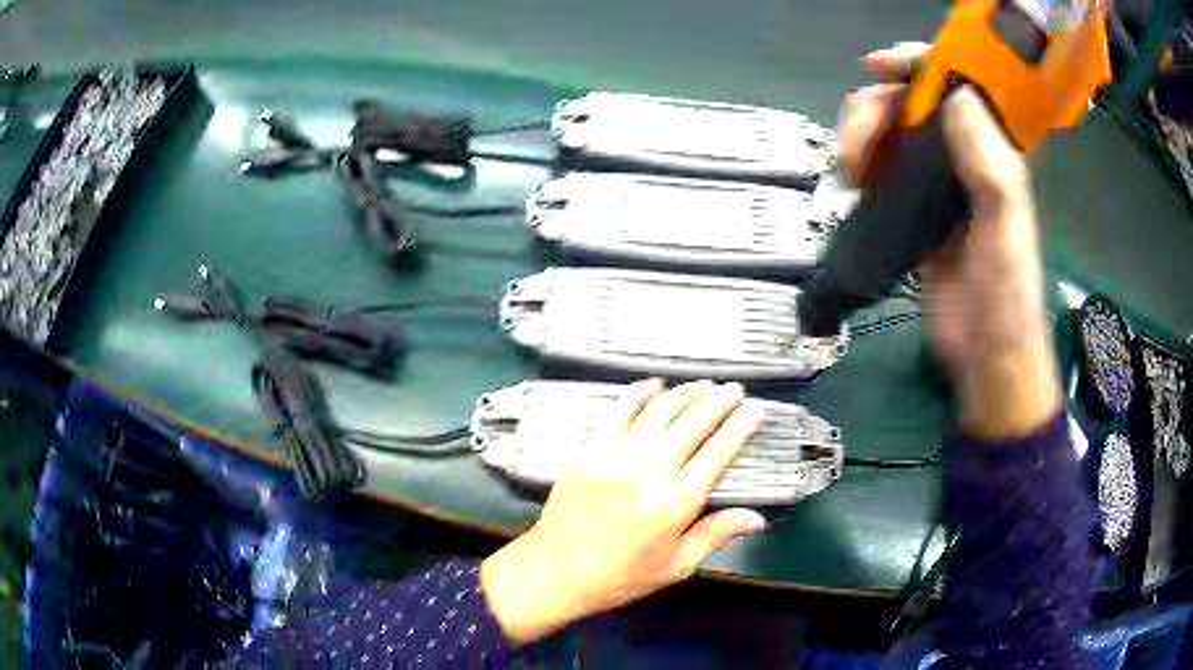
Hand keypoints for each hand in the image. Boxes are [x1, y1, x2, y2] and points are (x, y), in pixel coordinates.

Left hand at [480, 379, 766, 644]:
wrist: (557, 572)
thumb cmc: (621, 576)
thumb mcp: (676, 565)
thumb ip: (717, 534)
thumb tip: (757, 519)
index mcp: (677, 502)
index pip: (719, 452)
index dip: (740, 426)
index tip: (754, 410)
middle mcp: (650, 471)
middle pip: (693, 424)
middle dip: (718, 401)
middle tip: (733, 390)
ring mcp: (616, 456)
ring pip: (659, 411)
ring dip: (685, 394)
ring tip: (702, 385)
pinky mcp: (590, 451)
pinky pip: (618, 412)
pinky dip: (638, 394)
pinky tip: (653, 385)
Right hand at [839, 43, 1060, 437]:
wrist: (985, 357)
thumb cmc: (1004, 296)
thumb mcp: (1005, 227)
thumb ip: (990, 163)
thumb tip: (955, 96)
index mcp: (996, 151)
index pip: (957, 82)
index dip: (919, 62)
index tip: (879, 68)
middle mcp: (968, 157)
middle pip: (912, 102)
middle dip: (875, 108)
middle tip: (855, 146)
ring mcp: (941, 183)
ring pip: (893, 132)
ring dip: (862, 139)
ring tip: (849, 173)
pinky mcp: (918, 210)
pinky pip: (884, 169)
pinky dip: (863, 166)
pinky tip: (853, 184)